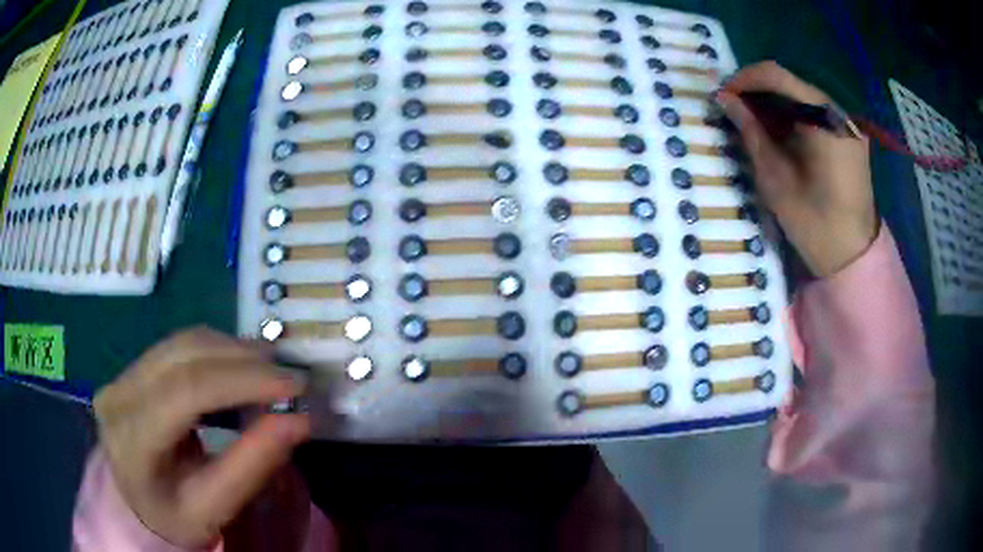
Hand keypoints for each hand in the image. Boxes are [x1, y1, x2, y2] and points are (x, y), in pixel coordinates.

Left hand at [94, 327, 310, 547]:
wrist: (137, 502)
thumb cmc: (176, 515)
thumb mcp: (215, 507)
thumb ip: (252, 465)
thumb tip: (298, 420)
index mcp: (132, 440)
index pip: (185, 392)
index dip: (241, 380)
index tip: (292, 384)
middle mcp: (119, 395)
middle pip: (184, 357)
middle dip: (242, 360)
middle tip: (290, 376)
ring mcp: (121, 375)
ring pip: (182, 343)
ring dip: (231, 350)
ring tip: (270, 369)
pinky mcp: (131, 368)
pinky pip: (177, 346)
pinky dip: (216, 351)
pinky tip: (239, 365)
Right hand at [716, 61, 878, 277]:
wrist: (853, 255)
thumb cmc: (814, 223)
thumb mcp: (775, 178)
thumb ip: (751, 132)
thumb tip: (724, 100)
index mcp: (823, 119)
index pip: (776, 75)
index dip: (744, 79)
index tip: (723, 96)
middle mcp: (837, 111)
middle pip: (790, 83)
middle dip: (758, 91)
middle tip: (734, 110)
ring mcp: (846, 122)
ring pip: (801, 96)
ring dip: (775, 103)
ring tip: (753, 122)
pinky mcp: (848, 135)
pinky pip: (815, 112)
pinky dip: (793, 115)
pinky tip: (779, 132)